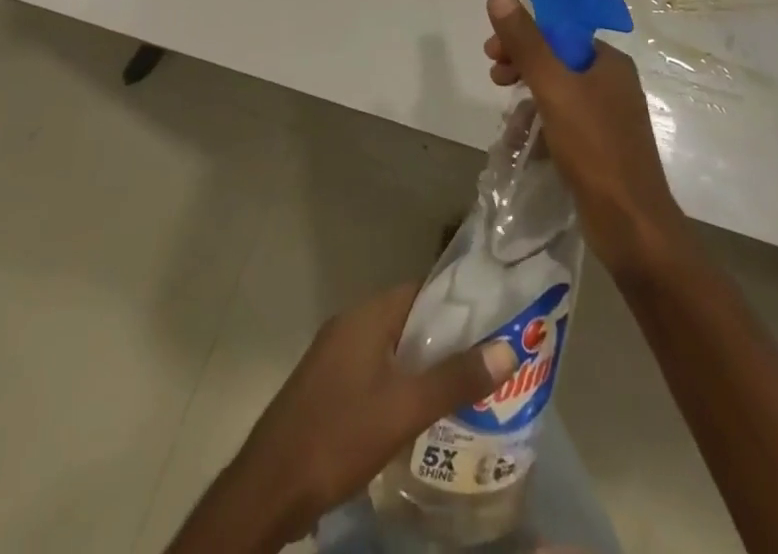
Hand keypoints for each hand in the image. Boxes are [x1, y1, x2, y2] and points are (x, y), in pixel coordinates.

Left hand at [166, 283, 517, 553]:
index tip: (492, 317)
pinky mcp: (327, 389)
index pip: (419, 290)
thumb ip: (455, 380)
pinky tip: (421, 415)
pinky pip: (375, 372)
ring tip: (466, 387)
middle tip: (488, 358)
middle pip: (407, 320)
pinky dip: (400, 384)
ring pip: (391, 349)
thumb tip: (508, 347)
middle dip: (445, 337)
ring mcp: (334, 358)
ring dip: (424, 364)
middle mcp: (349, 327)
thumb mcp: (404, 409)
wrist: (269, 488)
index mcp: (365, 317)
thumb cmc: (338, 435)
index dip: (455, 301)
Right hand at [485, 0, 689, 279]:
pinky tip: (523, 140)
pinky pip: (564, 121)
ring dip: (528, 95)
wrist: (632, 225)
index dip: (523, 35)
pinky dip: (541, 122)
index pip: (559, 32)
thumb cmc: (594, 148)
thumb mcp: (553, 88)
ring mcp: (609, 118)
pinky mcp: (602, 148)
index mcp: (609, 62)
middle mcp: (613, 84)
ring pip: (558, 92)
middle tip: (494, 76)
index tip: (492, 51)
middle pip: (557, 59)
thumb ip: (526, 41)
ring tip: (506, 114)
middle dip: (522, 64)